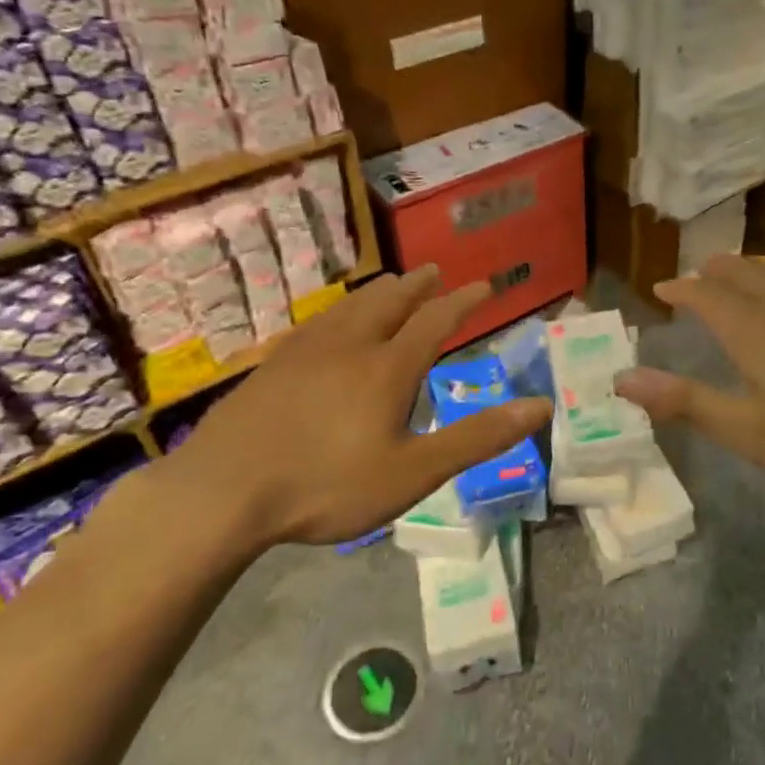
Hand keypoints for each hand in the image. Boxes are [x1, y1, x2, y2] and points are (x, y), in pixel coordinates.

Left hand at [127, 268, 550, 563]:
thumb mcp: (414, 473)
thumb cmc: (328, 485)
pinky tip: (331, 323)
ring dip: (379, 292)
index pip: (435, 321)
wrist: (224, 492)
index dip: (463, 302)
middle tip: (436, 272)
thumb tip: (541, 406)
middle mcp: (350, 346)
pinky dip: (341, 311)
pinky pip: (318, 323)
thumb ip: (477, 438)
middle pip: (390, 302)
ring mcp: (305, 351)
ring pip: (351, 307)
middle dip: (418, 286)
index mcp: (388, 368)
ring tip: (392, 284)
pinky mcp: (273, 365)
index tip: (483, 286)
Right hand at [613, 256, 764, 512]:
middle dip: (714, 272)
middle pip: (744, 274)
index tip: (660, 289)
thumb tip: (622, 378)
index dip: (681, 290)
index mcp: (756, 330)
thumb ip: (685, 403)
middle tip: (695, 276)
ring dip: (750, 270)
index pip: (707, 295)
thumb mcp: (749, 432)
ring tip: (738, 276)